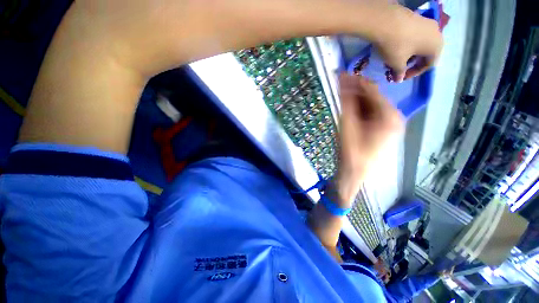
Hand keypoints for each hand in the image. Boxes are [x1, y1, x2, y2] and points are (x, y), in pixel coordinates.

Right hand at [335, 74, 402, 201]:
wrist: (354, 172)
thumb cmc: (351, 151)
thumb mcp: (347, 125)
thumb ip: (347, 102)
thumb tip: (343, 82)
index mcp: (390, 116)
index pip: (372, 91)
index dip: (355, 82)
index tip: (341, 74)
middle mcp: (394, 117)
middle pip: (372, 97)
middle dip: (354, 90)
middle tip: (338, 84)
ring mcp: (389, 123)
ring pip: (370, 104)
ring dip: (355, 99)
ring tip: (340, 94)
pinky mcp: (382, 128)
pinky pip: (370, 113)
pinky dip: (358, 108)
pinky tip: (347, 107)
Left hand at [373, 5, 442, 81]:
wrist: (387, 21)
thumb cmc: (396, 46)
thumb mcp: (397, 63)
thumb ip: (400, 72)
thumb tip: (399, 80)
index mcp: (437, 47)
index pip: (429, 64)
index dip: (415, 73)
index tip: (402, 77)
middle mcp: (437, 34)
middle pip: (427, 53)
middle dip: (412, 63)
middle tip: (400, 68)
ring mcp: (428, 23)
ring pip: (421, 44)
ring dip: (410, 54)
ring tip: (397, 59)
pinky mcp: (418, 17)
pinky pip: (417, 35)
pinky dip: (409, 44)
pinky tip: (398, 47)